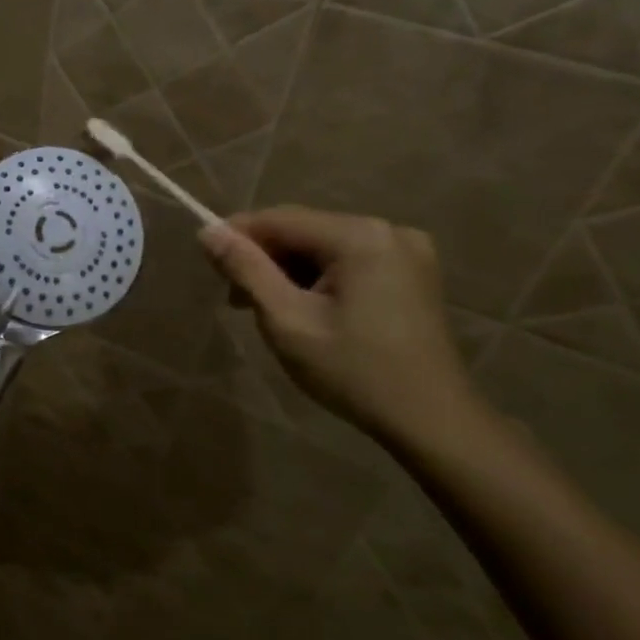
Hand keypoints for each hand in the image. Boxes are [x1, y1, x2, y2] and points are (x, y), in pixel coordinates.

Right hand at [199, 206, 480, 447]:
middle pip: (303, 230)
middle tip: (236, 301)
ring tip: (268, 311)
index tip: (207, 265)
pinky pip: (349, 261)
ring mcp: (406, 251)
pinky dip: (319, 279)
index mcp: (360, 236)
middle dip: (264, 259)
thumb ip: (246, 270)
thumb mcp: (287, 320)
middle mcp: (388, 230)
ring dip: (289, 272)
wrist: (431, 420)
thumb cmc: (353, 371)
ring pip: (324, 247)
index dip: (236, 236)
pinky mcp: (413, 273)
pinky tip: (306, 310)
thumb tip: (207, 231)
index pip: (279, 219)